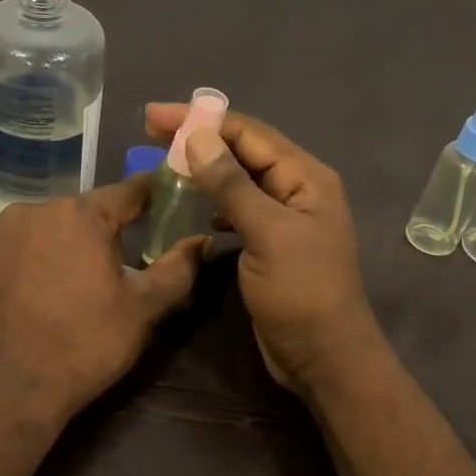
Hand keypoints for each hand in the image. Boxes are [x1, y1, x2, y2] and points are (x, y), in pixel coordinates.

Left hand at [0, 180, 203, 430]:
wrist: (2, 394)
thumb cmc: (83, 345)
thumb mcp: (143, 310)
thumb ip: (178, 268)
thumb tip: (202, 240)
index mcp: (79, 215)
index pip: (127, 191)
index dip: (150, 196)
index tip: (163, 200)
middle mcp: (31, 211)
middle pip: (78, 214)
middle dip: (96, 233)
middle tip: (109, 269)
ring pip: (38, 232)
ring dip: (54, 249)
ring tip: (62, 290)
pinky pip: (4, 255)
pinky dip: (19, 268)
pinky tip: (24, 302)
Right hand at [145, 104, 385, 394]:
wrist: (324, 358)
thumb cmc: (301, 292)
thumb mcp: (267, 234)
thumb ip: (232, 185)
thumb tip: (198, 137)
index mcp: (305, 177)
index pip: (249, 133)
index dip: (202, 120)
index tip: (154, 118)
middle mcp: (297, 189)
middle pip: (243, 151)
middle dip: (200, 139)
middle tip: (150, 132)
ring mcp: (285, 217)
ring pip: (239, 179)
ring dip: (205, 170)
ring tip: (165, 165)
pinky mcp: (271, 244)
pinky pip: (239, 209)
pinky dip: (215, 203)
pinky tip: (194, 209)